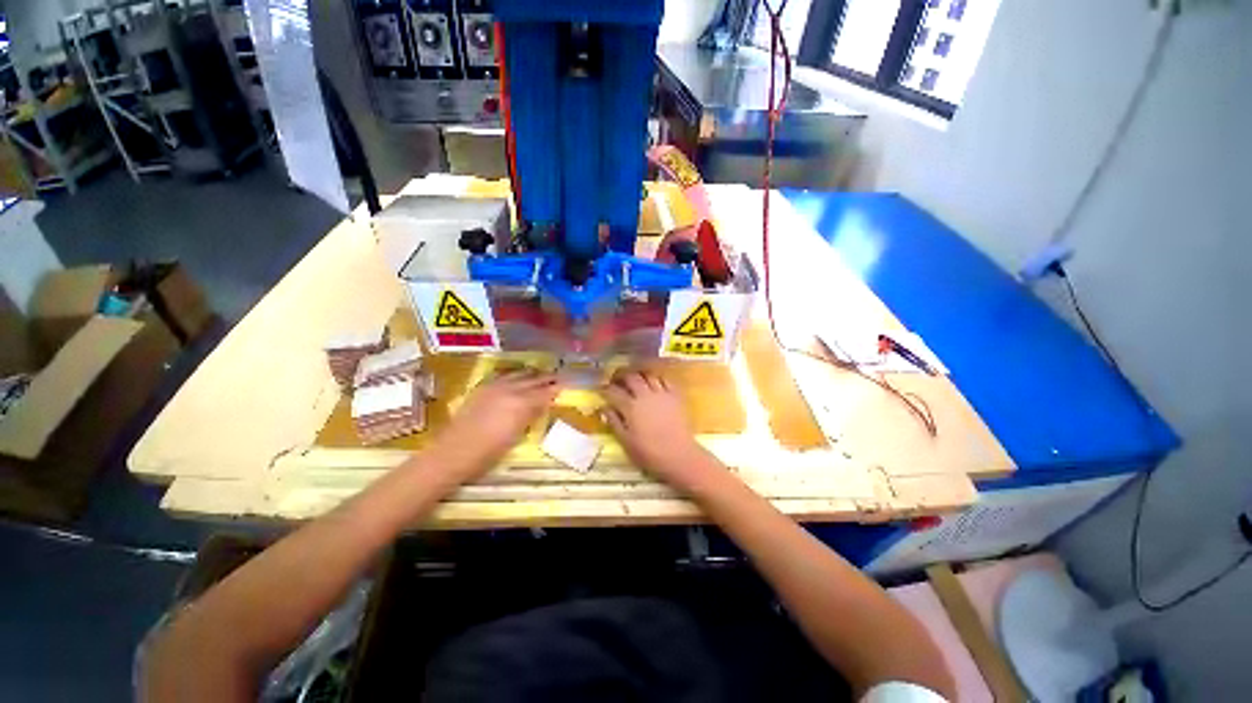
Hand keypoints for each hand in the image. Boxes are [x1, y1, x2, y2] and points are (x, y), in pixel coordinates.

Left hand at [434, 369, 560, 478]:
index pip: (544, 393)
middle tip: (557, 377)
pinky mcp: (483, 387)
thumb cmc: (488, 452)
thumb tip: (541, 405)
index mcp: (522, 404)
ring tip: (540, 374)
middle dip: (547, 379)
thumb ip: (530, 416)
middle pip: (534, 380)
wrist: (453, 452)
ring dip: (532, 374)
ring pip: (519, 374)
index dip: (555, 390)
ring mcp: (495, 386)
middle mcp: (511, 390)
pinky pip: (504, 376)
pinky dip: (515, 375)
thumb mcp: (516, 436)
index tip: (564, 387)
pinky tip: (518, 376)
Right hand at [602, 369, 711, 489]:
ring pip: (647, 375)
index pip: (613, 391)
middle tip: (616, 380)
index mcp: (630, 407)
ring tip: (635, 379)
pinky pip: (665, 379)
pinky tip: (654, 382)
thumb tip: (604, 408)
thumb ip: (614, 422)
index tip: (601, 390)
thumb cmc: (649, 453)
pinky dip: (657, 378)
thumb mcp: (626, 441)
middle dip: (621, 376)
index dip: (604, 389)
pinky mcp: (675, 395)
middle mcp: (644, 395)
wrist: (679, 455)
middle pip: (630, 377)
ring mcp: (661, 393)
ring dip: (639, 375)